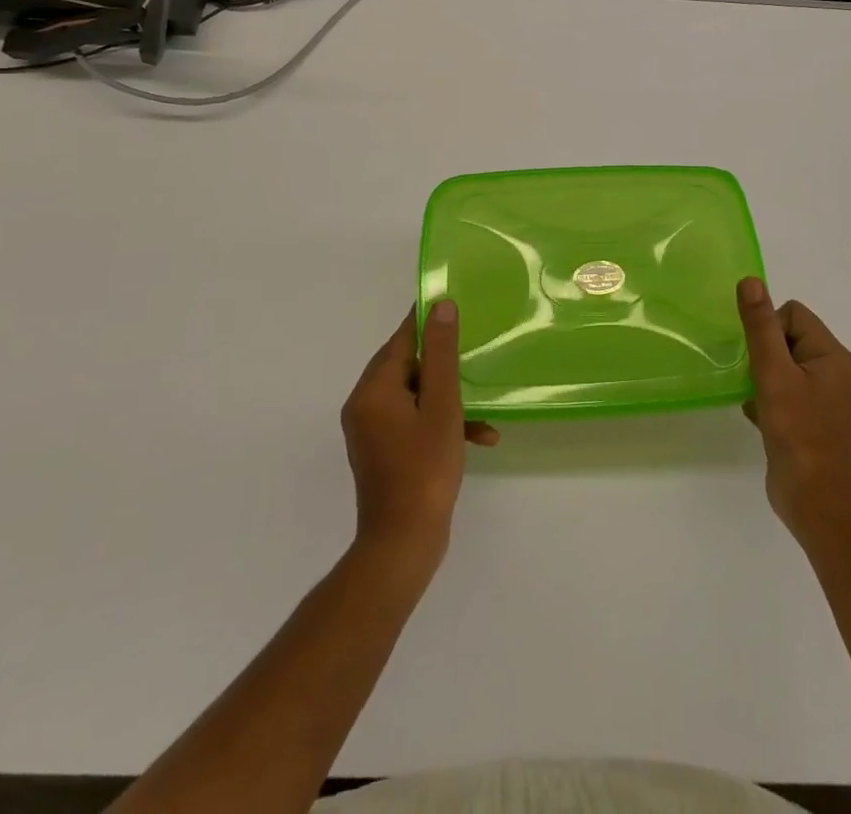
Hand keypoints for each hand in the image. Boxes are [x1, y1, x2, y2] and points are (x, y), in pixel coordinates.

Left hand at [341, 301, 497, 570]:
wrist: (403, 545)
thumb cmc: (425, 469)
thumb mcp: (442, 405)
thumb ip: (441, 353)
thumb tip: (441, 306)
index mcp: (373, 389)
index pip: (401, 338)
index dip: (428, 321)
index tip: (456, 304)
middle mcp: (365, 404)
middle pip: (408, 366)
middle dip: (445, 363)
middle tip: (477, 352)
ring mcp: (372, 430)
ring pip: (416, 395)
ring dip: (450, 399)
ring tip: (485, 408)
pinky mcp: (383, 451)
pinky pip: (414, 421)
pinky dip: (441, 423)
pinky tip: (480, 436)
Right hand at [738, 277, 850, 540]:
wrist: (818, 505)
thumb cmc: (799, 434)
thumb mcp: (774, 375)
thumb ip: (760, 327)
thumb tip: (750, 281)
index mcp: (832, 355)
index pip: (793, 314)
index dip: (769, 330)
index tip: (760, 361)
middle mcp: (832, 371)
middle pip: (786, 337)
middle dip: (763, 354)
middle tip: (755, 380)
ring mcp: (822, 398)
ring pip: (781, 365)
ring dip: (762, 377)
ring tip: (755, 399)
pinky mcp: (810, 420)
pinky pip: (783, 390)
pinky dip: (766, 398)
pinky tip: (756, 416)